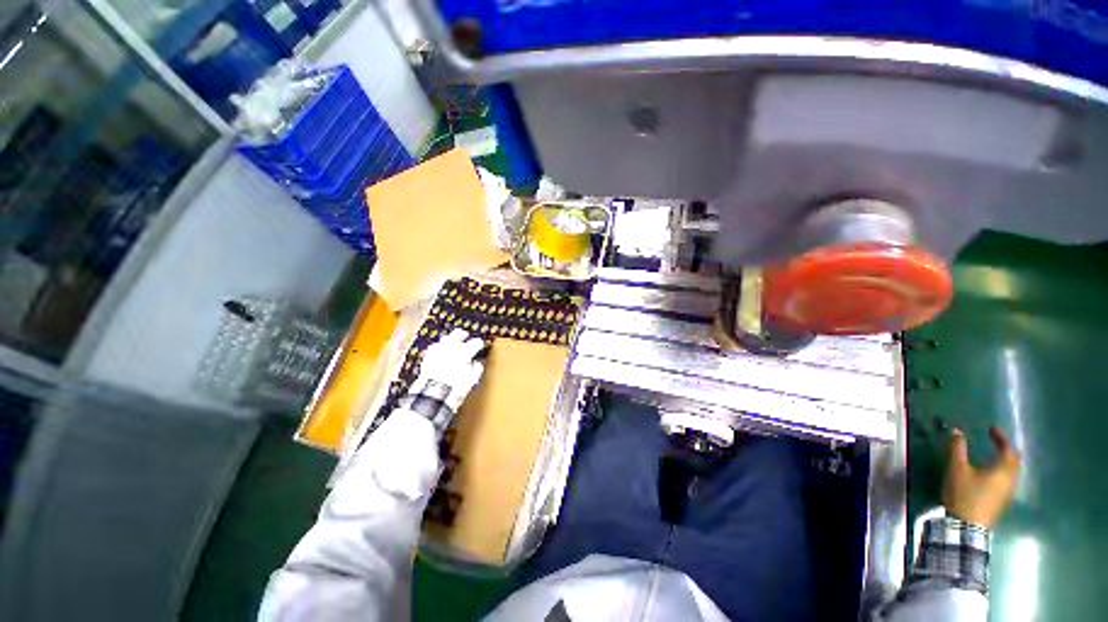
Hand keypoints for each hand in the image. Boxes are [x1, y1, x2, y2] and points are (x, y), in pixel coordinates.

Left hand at [413, 329, 486, 410]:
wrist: (433, 396)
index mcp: (463, 353)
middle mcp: (449, 349)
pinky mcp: (427, 358)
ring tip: (452, 342)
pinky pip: (434, 348)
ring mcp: (437, 352)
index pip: (474, 343)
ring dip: (450, 339)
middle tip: (465, 335)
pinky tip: (439, 350)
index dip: (479, 343)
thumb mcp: (471, 380)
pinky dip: (438, 347)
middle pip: (457, 334)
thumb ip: (476, 369)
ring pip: (445, 338)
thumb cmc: (454, 388)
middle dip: (462, 334)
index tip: (480, 344)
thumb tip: (477, 364)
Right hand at [942, 426, 1020, 528]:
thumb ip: (958, 448)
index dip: (1001, 437)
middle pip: (1014, 462)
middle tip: (996, 442)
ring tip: (993, 457)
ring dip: (1005, 462)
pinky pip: (1007, 481)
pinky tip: (991, 475)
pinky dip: (1002, 472)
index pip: (1008, 449)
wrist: (967, 526)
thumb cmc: (964, 493)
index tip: (992, 429)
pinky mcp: (1002, 501)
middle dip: (1006, 450)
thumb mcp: (957, 468)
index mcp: (1003, 470)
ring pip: (1012, 473)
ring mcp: (1008, 493)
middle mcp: (1011, 480)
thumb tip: (958, 431)